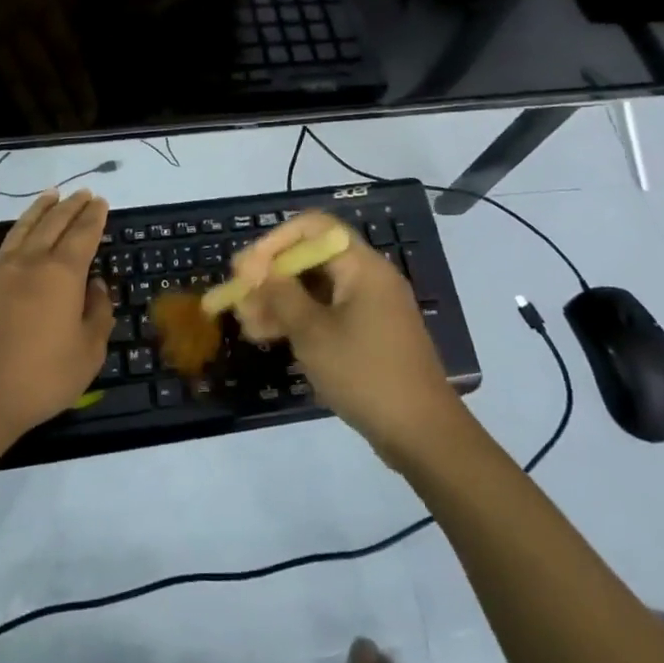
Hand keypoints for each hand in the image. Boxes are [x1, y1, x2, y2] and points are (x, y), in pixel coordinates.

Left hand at [0, 189, 113, 441]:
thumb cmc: (40, 379)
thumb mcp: (88, 353)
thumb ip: (98, 313)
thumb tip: (96, 285)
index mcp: (64, 274)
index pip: (84, 234)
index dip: (94, 216)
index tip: (101, 201)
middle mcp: (31, 261)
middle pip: (55, 223)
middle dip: (71, 206)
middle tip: (83, 193)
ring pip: (22, 228)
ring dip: (38, 209)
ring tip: (50, 194)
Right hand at [231, 212, 460, 462]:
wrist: (423, 435)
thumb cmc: (365, 373)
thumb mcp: (313, 333)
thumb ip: (280, 295)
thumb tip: (253, 269)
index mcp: (361, 265)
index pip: (313, 228)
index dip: (275, 241)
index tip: (245, 268)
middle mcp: (368, 277)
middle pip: (312, 258)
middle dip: (272, 276)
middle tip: (239, 299)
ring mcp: (371, 307)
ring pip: (316, 289)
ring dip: (281, 301)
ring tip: (247, 325)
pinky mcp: (370, 334)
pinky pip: (328, 312)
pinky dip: (300, 320)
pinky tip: (271, 338)